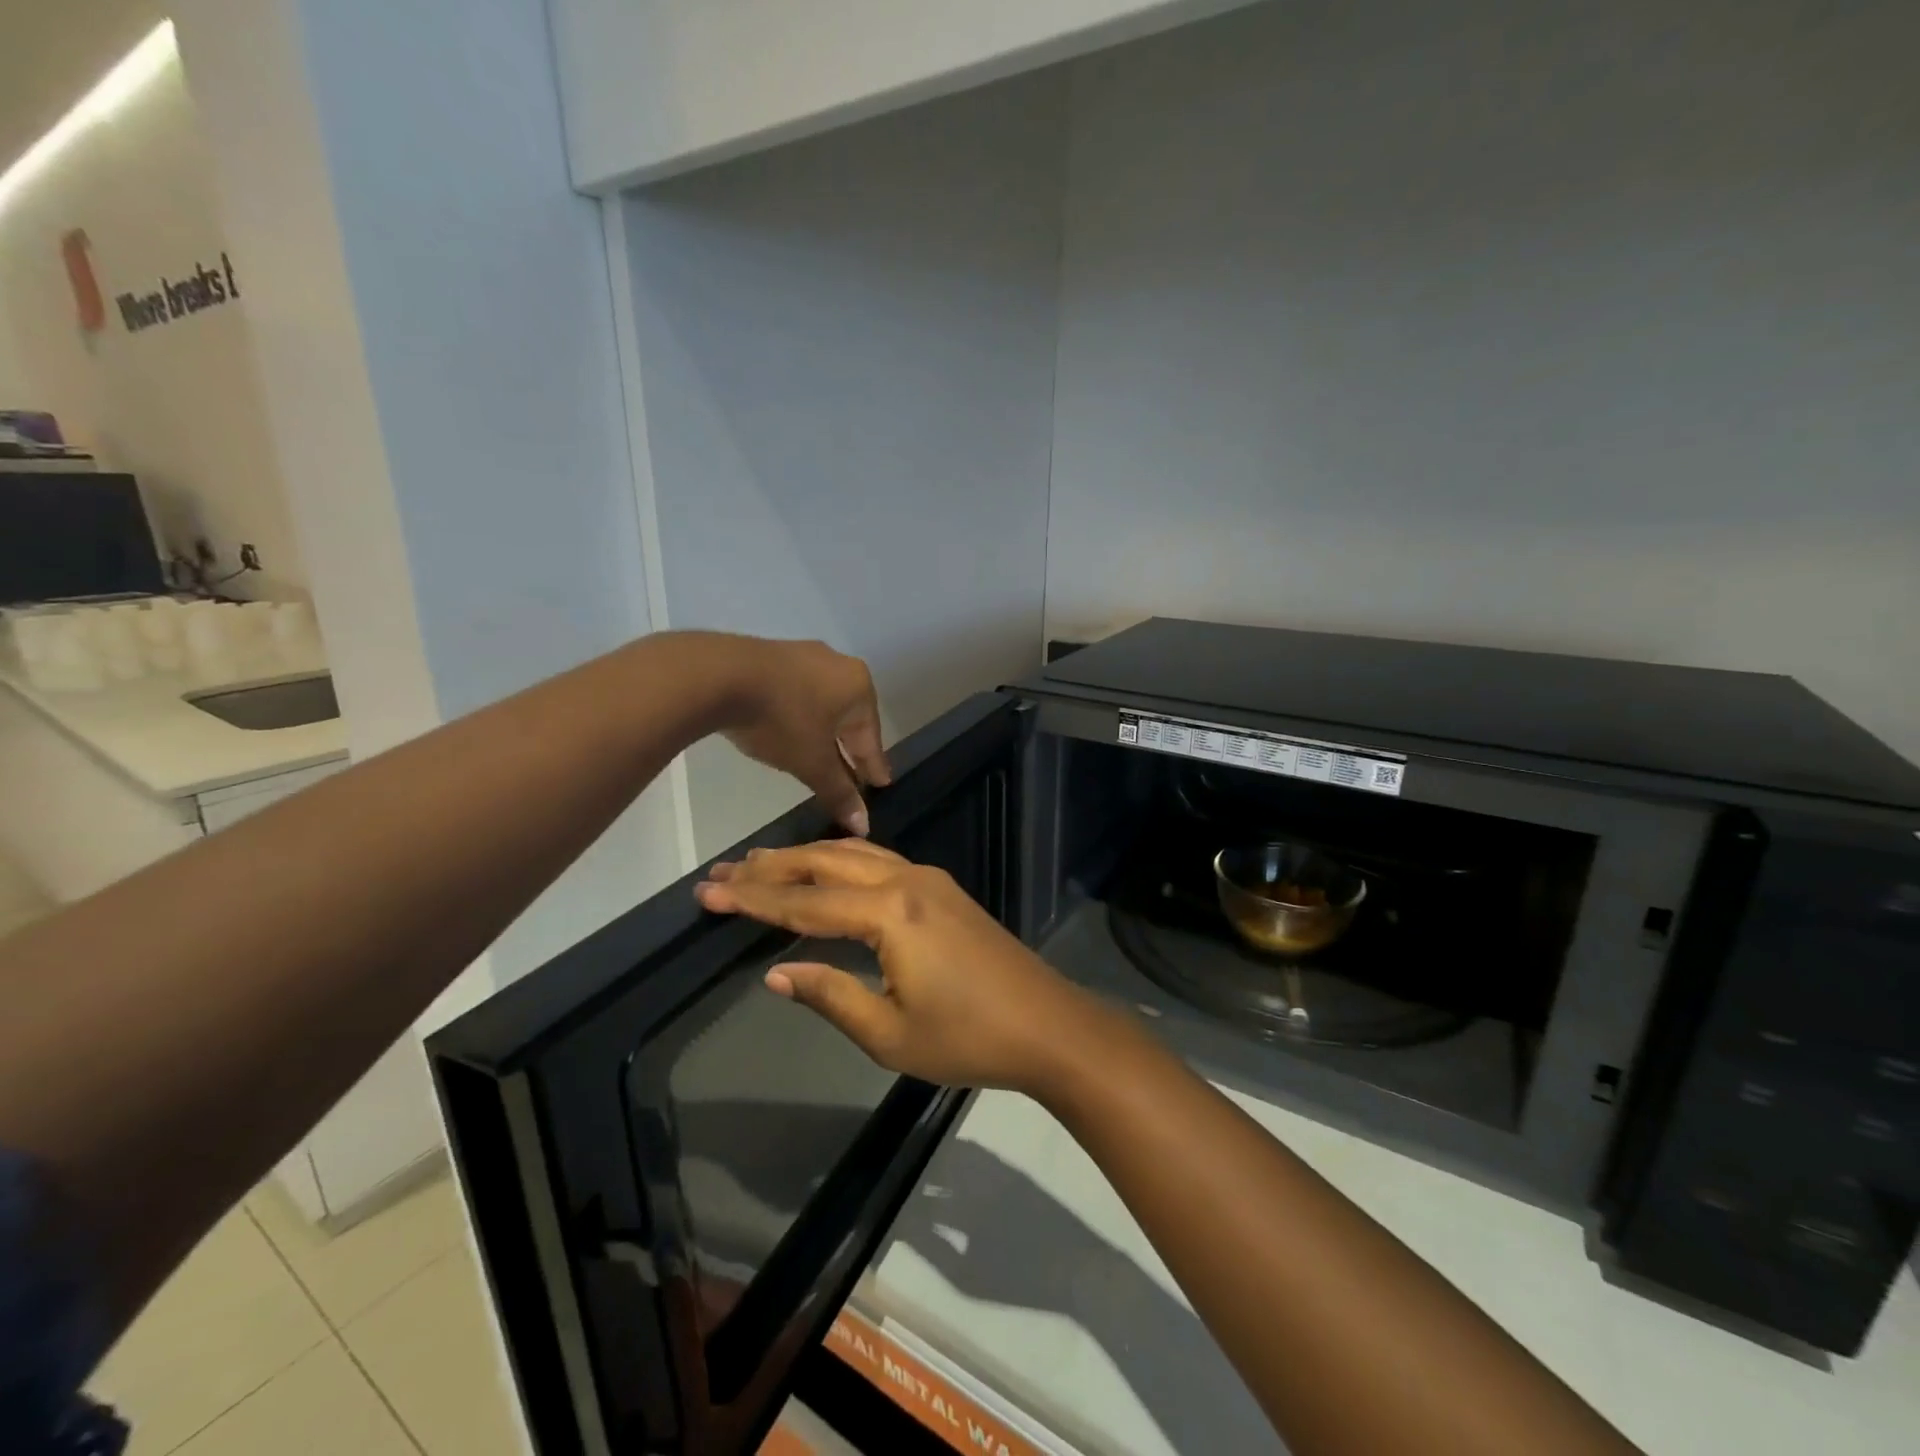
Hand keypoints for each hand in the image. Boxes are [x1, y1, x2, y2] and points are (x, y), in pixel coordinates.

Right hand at [694, 840, 1106, 1093]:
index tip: (708, 893)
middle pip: (826, 863)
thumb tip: (777, 972)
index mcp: (890, 914)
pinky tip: (825, 869)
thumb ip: (830, 995)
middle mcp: (907, 881)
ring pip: (855, 855)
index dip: (754, 899)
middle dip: (773, 867)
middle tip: (723, 871)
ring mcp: (929, 880)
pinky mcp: (943, 889)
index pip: (806, 902)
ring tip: (761, 863)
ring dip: (807, 858)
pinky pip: (880, 861)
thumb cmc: (968, 1039)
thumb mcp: (889, 1033)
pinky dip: (841, 860)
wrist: (1047, 1025)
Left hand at [706, 637, 889, 835]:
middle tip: (854, 774)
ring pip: (824, 703)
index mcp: (859, 688)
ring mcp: (805, 655)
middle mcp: (840, 666)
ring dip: (824, 732)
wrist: (721, 675)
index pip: (871, 737)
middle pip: (849, 718)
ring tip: (821, 755)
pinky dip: (801, 714)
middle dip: (849, 748)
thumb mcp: (812, 763)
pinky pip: (799, 692)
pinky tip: (793, 729)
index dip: (873, 766)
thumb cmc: (782, 720)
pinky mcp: (775, 654)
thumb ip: (839, 792)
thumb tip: (864, 825)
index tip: (881, 784)